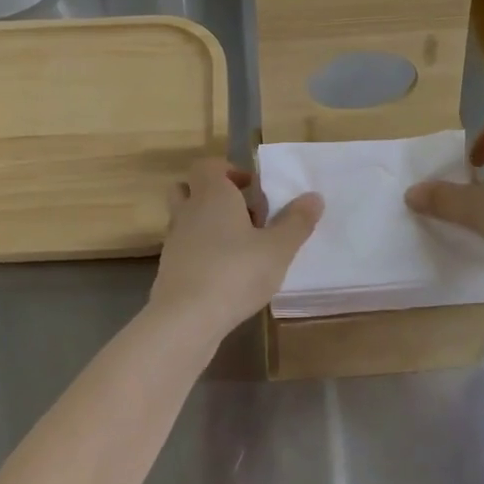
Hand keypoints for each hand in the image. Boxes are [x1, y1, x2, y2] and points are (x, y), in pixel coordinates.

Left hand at [149, 157, 322, 339]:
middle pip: (190, 188)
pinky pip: (185, 248)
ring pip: (186, 219)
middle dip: (214, 195)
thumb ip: (296, 222)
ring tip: (239, 245)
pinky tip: (225, 273)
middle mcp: (188, 211)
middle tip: (245, 214)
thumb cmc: (236, 272)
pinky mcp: (169, 268)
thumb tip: (314, 197)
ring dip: (208, 224)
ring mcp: (174, 240)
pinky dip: (201, 252)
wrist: (186, 318)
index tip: (253, 189)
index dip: (229, 171)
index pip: (209, 166)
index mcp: (212, 194)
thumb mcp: (278, 248)